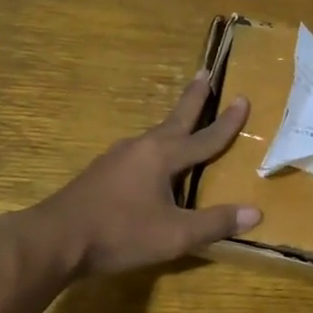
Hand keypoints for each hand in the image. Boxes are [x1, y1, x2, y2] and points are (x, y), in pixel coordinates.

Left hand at [24, 74, 260, 277]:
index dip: (227, 122)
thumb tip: (256, 213)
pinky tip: (151, 162)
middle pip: (175, 119)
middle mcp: (141, 148)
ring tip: (183, 122)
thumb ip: (215, 223)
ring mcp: (117, 158)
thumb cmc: (120, 233)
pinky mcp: (102, 173)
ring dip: (172, 124)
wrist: (56, 239)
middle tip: (204, 73)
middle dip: (193, 98)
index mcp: (162, 156)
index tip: (243, 98)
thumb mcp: (175, 234)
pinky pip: (138, 152)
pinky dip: (155, 148)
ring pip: (154, 136)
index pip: (204, 137)